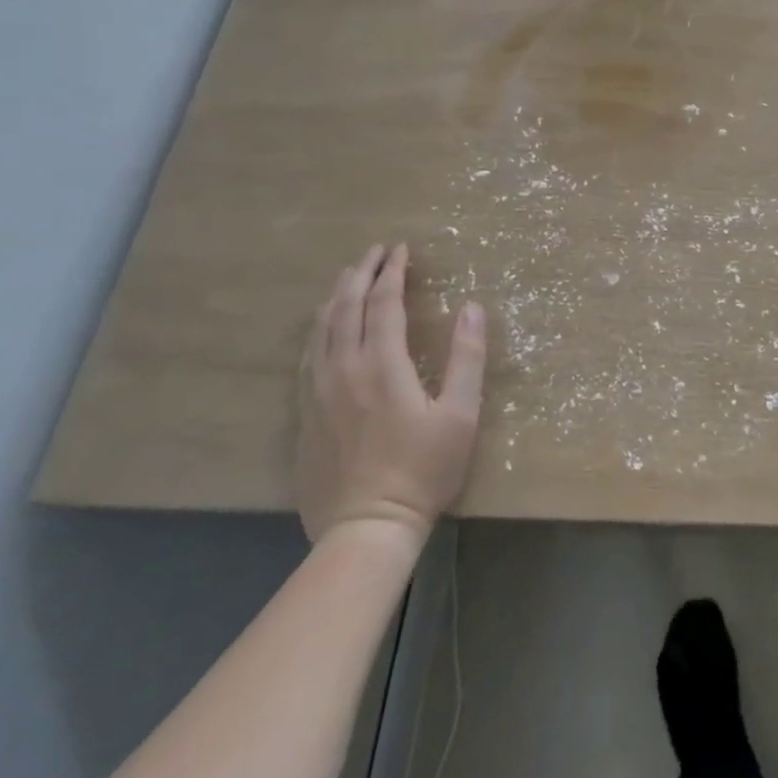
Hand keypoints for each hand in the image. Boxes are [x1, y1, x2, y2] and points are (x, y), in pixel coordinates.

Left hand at [295, 243, 485, 546]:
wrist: (365, 529)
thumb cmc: (422, 470)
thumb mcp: (459, 414)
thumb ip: (467, 357)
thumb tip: (473, 307)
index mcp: (382, 365)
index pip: (384, 303)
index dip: (393, 271)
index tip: (402, 249)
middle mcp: (344, 369)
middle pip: (346, 307)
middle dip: (361, 273)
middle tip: (374, 251)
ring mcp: (317, 393)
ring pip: (321, 329)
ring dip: (337, 296)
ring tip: (349, 277)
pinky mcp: (304, 415)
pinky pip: (307, 356)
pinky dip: (319, 329)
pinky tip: (324, 328)